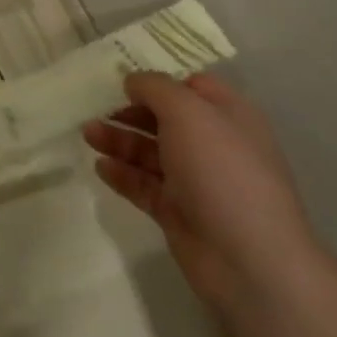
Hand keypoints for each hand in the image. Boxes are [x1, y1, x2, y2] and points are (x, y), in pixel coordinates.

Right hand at [83, 72, 318, 313]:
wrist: (248, 260)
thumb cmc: (222, 171)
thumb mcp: (188, 113)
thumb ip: (156, 88)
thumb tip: (134, 80)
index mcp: (228, 116)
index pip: (193, 86)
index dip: (159, 79)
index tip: (121, 77)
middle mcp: (214, 145)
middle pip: (165, 119)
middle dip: (130, 111)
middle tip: (94, 107)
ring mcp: (196, 181)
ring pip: (150, 152)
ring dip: (119, 140)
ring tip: (88, 135)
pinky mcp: (178, 212)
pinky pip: (144, 185)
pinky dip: (122, 174)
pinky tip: (100, 167)